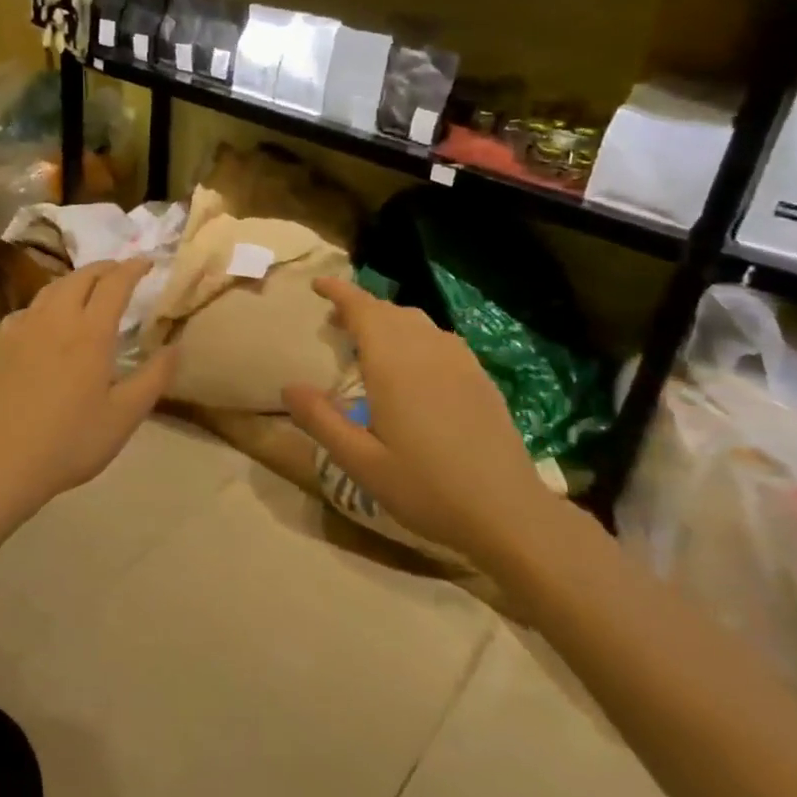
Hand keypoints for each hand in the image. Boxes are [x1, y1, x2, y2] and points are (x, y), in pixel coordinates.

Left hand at [0, 259, 176, 517]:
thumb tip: (176, 346)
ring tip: (90, 289)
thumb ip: (155, 377)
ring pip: (52, 288)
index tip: (148, 262)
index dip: (133, 267)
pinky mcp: (0, 342)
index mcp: (90, 332)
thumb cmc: (71, 442)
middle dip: (106, 268)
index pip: (115, 283)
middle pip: (82, 276)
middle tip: (122, 273)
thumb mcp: (125, 416)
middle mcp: (55, 318)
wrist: (1, 464)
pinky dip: (48, 302)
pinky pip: (29, 308)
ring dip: (76, 280)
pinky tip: (49, 320)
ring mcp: (23, 327)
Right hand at [283, 277, 562, 579]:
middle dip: (360, 306)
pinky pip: (440, 338)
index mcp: (395, 365)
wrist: (507, 512)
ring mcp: (460, 362)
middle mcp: (428, 351)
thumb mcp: (361, 462)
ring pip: (417, 322)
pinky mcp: (480, 378)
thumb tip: (288, 387)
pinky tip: (413, 362)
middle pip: (390, 311)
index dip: (340, 292)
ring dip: (388, 320)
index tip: (318, 284)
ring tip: (369, 339)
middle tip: (334, 319)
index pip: (363, 310)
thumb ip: (321, 421)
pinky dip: (416, 335)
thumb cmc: (426, 488)